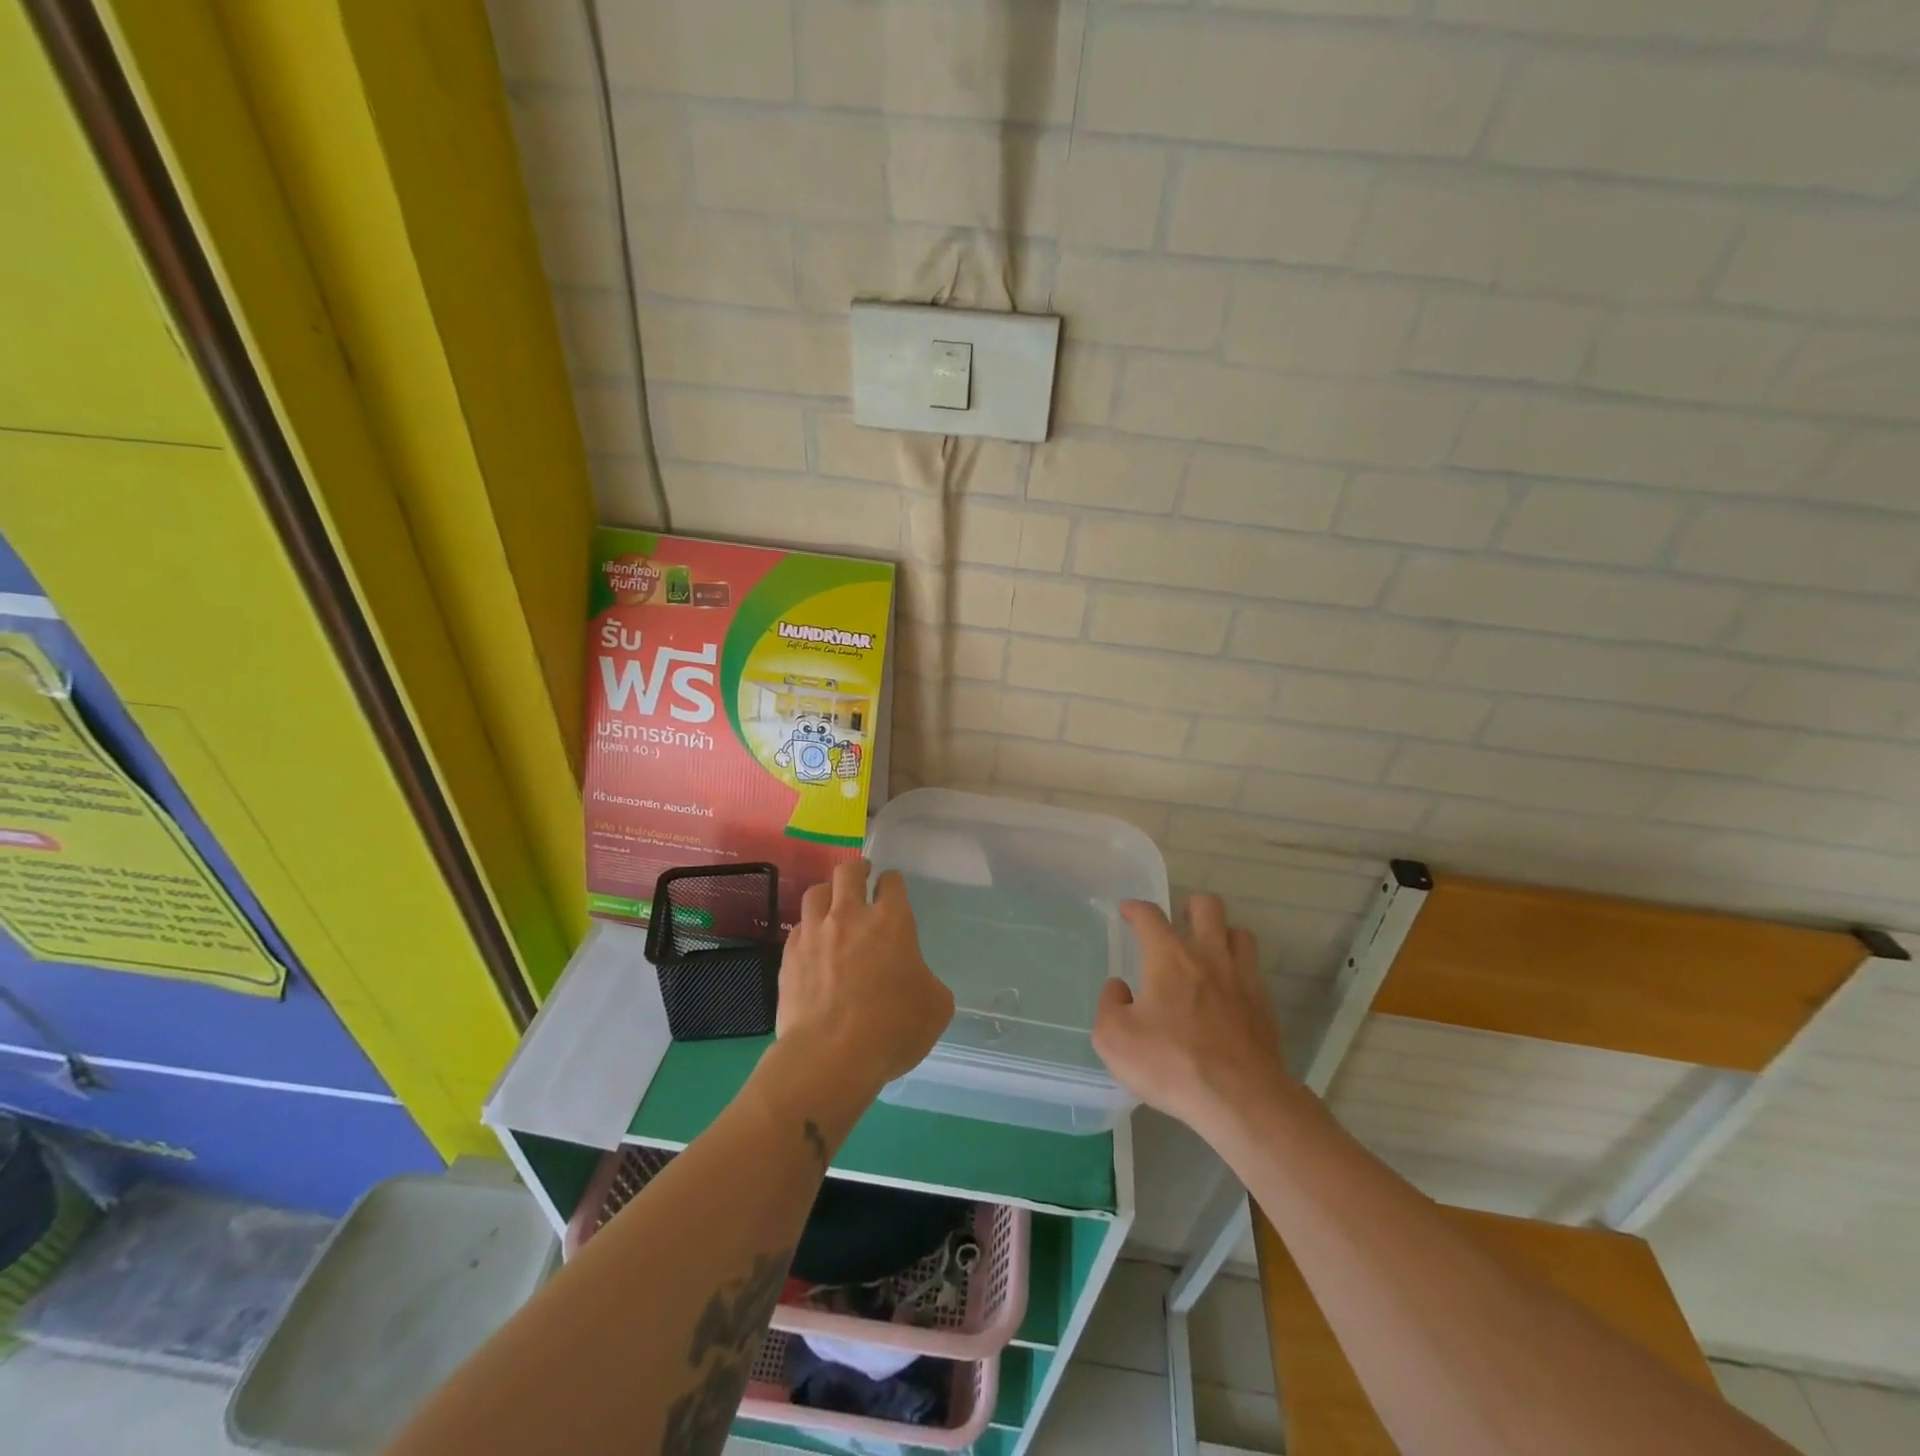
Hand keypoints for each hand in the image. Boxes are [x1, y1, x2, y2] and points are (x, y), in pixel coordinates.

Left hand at [776, 860, 954, 1093]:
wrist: (830, 1057)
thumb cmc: (892, 1029)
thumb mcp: (936, 1007)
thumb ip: (928, 981)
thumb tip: (916, 979)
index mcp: (891, 921)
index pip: (892, 882)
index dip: (893, 883)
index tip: (892, 889)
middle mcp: (850, 915)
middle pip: (848, 871)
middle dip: (857, 870)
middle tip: (862, 879)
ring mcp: (815, 933)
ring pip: (816, 892)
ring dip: (828, 895)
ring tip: (832, 906)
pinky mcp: (789, 955)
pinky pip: (798, 928)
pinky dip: (808, 930)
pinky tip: (812, 945)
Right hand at [1092, 894, 1287, 1134]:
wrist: (1241, 1100)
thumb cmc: (1172, 1064)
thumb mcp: (1114, 1040)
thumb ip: (1109, 1005)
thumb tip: (1119, 988)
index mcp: (1169, 957)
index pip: (1150, 916)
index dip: (1135, 909)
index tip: (1128, 911)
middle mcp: (1208, 956)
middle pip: (1208, 906)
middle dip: (1191, 906)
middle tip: (1180, 922)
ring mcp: (1242, 978)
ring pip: (1239, 933)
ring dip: (1222, 934)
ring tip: (1209, 951)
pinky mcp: (1264, 1005)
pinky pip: (1253, 970)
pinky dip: (1239, 970)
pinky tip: (1228, 991)